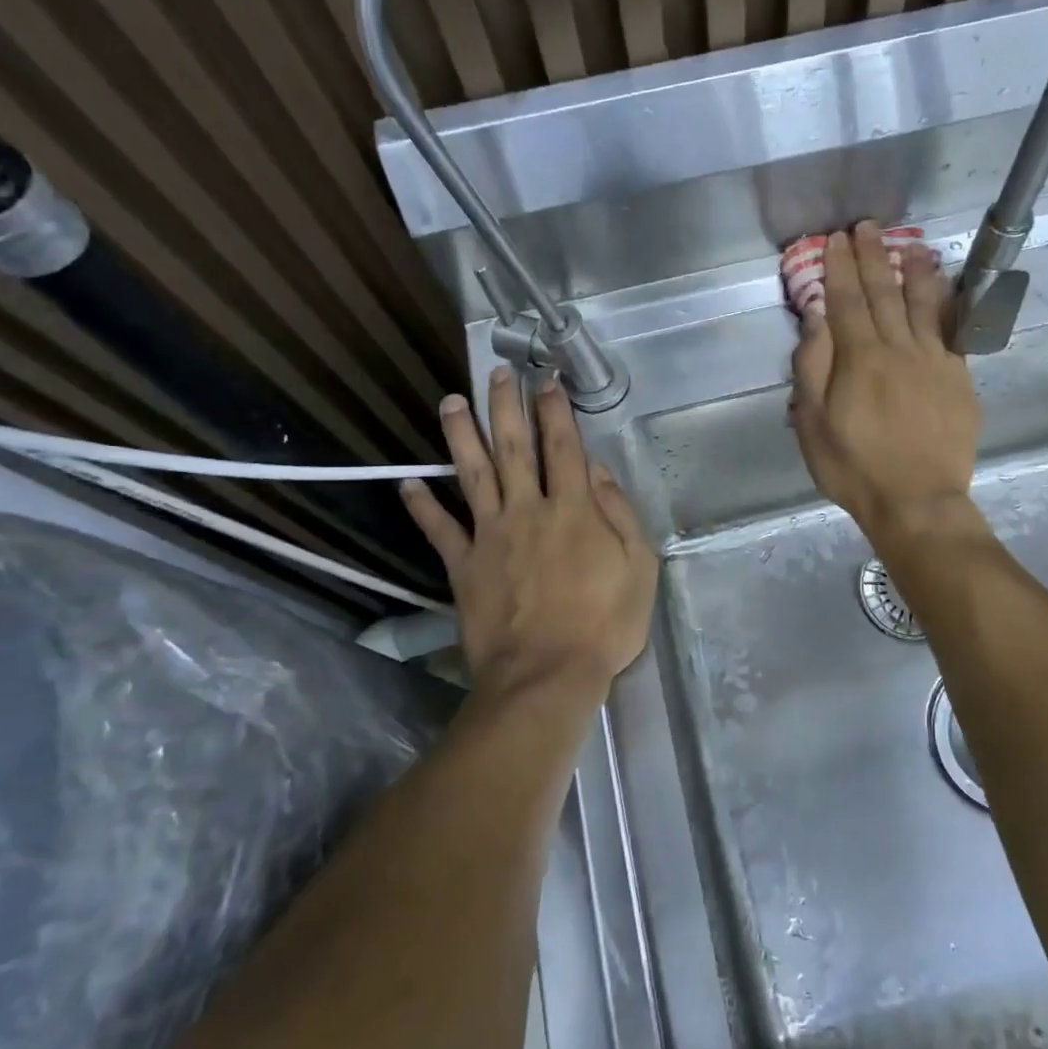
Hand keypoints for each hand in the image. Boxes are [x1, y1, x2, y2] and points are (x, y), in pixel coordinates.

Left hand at [401, 367, 657, 699]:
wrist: (546, 674)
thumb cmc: (603, 624)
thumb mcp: (639, 567)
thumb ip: (619, 514)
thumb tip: (596, 471)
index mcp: (573, 510)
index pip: (563, 447)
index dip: (555, 410)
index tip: (546, 381)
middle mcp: (528, 510)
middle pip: (514, 448)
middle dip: (505, 407)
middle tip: (497, 373)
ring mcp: (491, 536)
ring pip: (472, 475)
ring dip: (461, 436)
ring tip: (450, 403)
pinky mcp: (464, 566)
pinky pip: (440, 530)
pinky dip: (423, 507)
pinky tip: (408, 483)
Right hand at [790, 222, 980, 539]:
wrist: (917, 500)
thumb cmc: (854, 467)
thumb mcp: (813, 424)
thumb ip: (812, 368)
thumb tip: (816, 319)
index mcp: (859, 359)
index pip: (845, 301)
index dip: (839, 268)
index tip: (835, 240)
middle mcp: (898, 348)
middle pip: (883, 293)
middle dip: (872, 257)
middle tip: (866, 227)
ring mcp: (934, 360)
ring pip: (923, 303)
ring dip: (913, 269)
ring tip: (908, 243)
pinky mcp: (959, 377)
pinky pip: (953, 328)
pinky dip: (947, 302)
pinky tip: (944, 288)